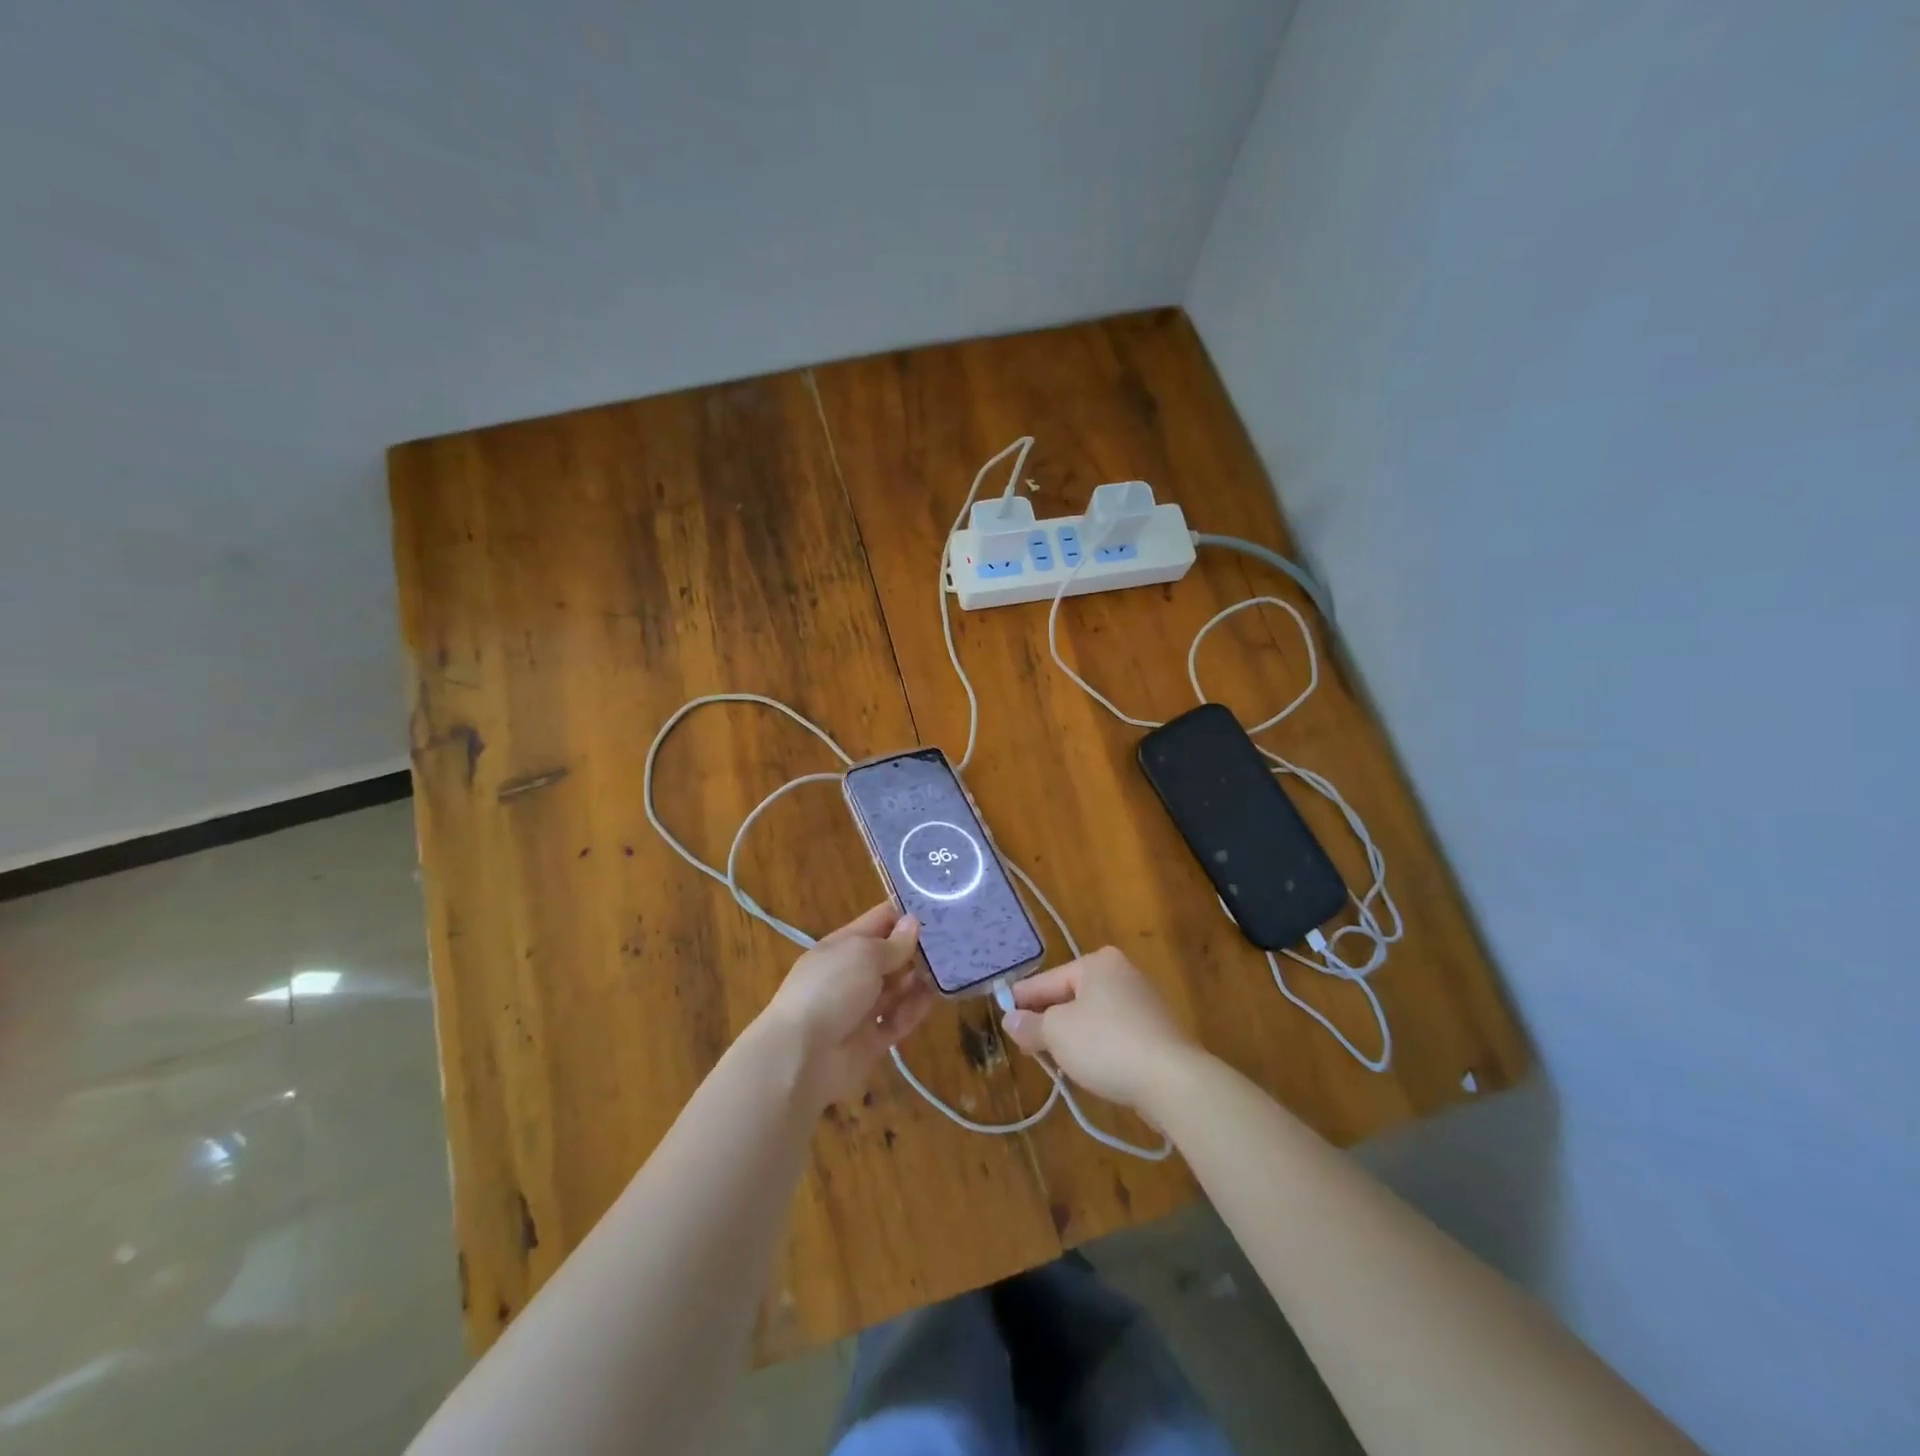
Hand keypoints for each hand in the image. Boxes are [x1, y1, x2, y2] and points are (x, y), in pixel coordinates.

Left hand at [758, 903, 936, 1108]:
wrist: (801, 1056)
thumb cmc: (831, 990)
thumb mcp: (863, 955)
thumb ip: (893, 943)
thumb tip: (912, 923)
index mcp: (843, 946)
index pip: (879, 920)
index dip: (905, 913)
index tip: (940, 905)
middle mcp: (851, 974)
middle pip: (890, 955)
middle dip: (918, 948)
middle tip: (956, 940)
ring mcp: (860, 1009)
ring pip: (896, 989)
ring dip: (918, 979)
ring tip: (950, 968)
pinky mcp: (870, 1041)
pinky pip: (897, 1020)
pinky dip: (913, 1010)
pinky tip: (934, 998)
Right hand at [999, 946, 1200, 1111]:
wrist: (1173, 1080)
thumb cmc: (1107, 1044)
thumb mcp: (1057, 1033)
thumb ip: (1030, 1025)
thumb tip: (1010, 1019)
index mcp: (1097, 962)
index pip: (1048, 980)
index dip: (1022, 1000)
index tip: (1003, 1016)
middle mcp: (1122, 972)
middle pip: (1071, 996)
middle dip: (1048, 1019)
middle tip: (1026, 1043)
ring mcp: (1144, 1001)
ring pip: (1093, 1016)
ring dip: (1072, 1035)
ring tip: (1053, 1058)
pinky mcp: (1157, 1031)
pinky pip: (1114, 1033)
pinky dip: (1098, 1046)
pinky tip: (1089, 1066)